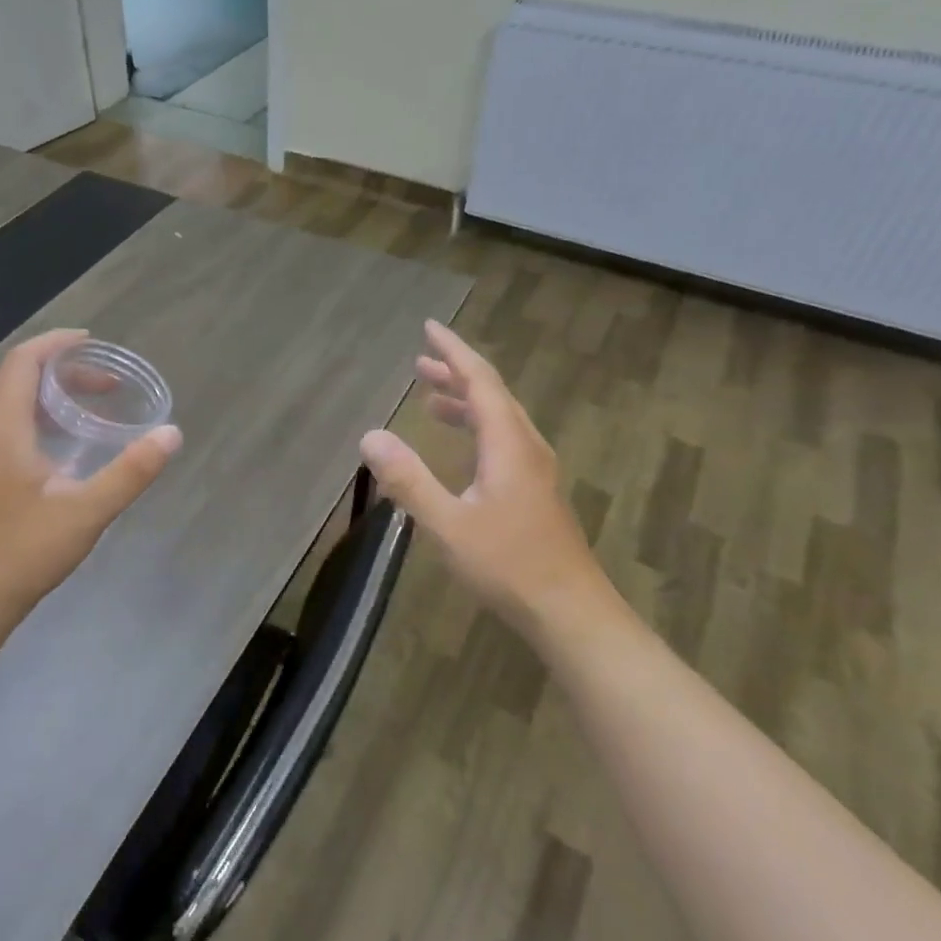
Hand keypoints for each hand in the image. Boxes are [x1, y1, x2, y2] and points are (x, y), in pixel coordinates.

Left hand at [0, 330, 181, 624]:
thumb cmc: (24, 550)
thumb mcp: (87, 511)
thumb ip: (131, 471)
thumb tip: (171, 434)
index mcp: (4, 429)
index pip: (23, 362)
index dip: (56, 343)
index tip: (92, 342)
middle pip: (21, 381)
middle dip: (65, 372)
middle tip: (108, 385)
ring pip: (16, 408)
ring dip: (54, 398)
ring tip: (94, 409)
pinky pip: (13, 430)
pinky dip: (44, 422)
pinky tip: (70, 452)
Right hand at [360, 320, 609, 631]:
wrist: (570, 612)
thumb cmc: (508, 565)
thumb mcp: (447, 524)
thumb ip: (409, 479)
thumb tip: (370, 436)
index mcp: (508, 444)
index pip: (480, 381)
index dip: (453, 352)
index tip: (429, 328)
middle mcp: (526, 447)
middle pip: (492, 394)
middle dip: (456, 373)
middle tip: (420, 362)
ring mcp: (536, 470)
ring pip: (500, 419)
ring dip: (466, 402)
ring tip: (432, 398)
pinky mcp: (536, 491)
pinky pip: (503, 441)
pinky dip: (476, 429)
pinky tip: (461, 449)